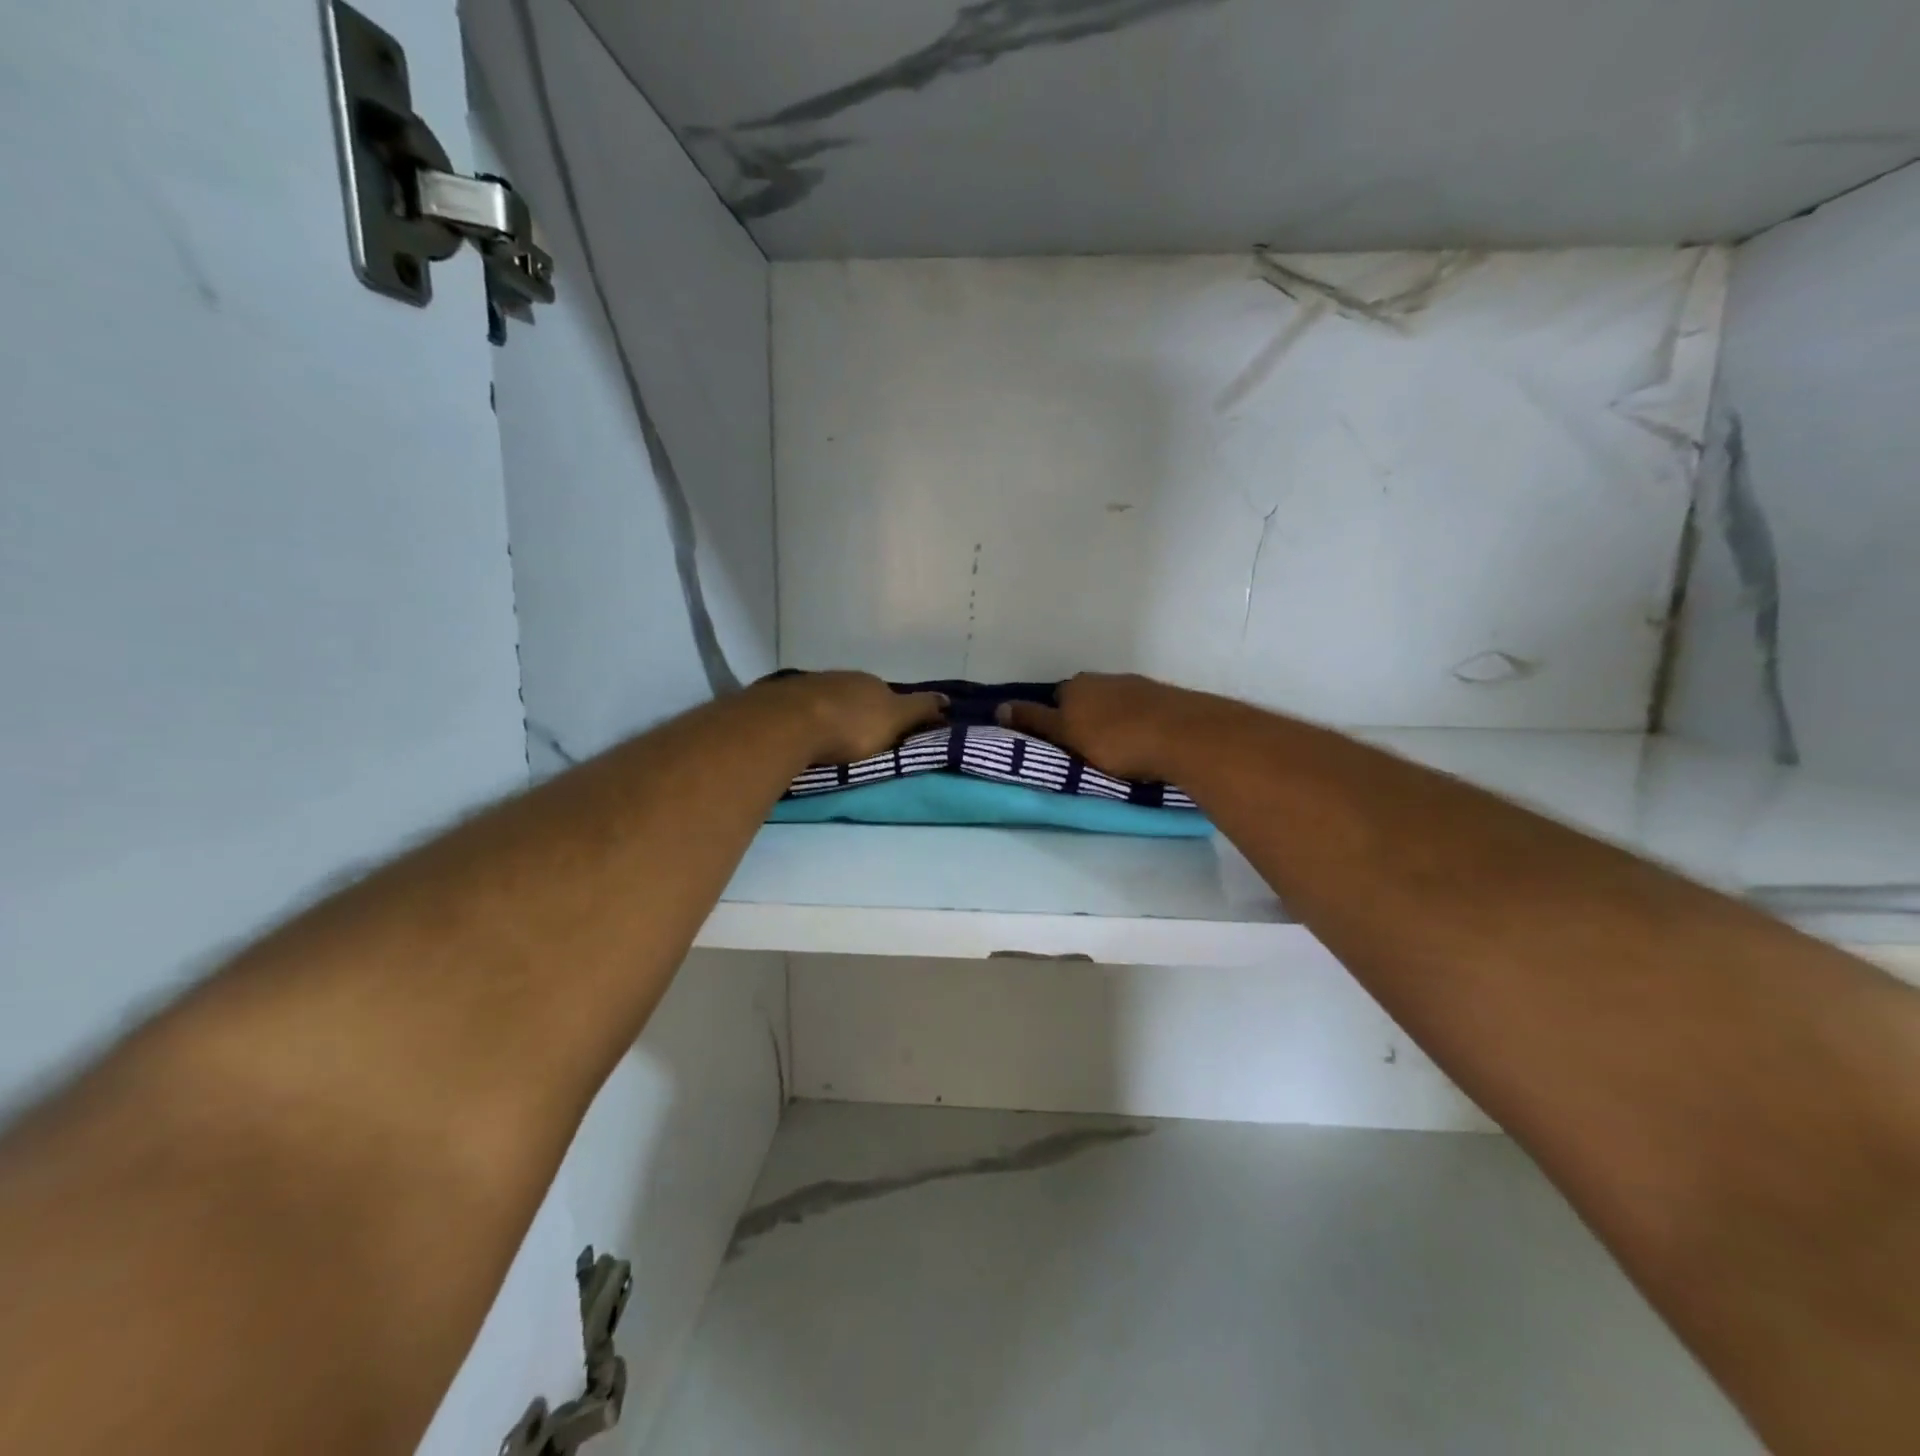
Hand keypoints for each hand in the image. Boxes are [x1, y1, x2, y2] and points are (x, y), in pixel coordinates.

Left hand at [758, 671, 947, 765]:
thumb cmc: (851, 725)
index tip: (888, 734)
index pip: (887, 695)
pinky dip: (804, 718)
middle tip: (858, 739)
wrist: (790, 722)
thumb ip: (920, 710)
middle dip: (858, 712)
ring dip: (830, 714)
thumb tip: (947, 699)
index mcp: (871, 682)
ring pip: (827, 699)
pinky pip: (799, 707)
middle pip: (856, 695)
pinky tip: (801, 732)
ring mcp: (809, 684)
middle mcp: (841, 677)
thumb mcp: (895, 720)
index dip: (891, 714)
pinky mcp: (781, 697)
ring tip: (828, 739)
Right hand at [997, 673, 1194, 781]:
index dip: (1055, 722)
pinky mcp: (1164, 699)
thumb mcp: (1066, 735)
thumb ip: (1034, 722)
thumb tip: (998, 707)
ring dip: (1112, 722)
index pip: (1055, 700)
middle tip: (1087, 751)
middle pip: (1085, 700)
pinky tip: (1143, 742)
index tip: (1062, 745)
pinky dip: (1136, 724)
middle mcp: (1104, 679)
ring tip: (1118, 751)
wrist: (1181, 735)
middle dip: (1084, 720)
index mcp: (1076, 685)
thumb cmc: (1114, 739)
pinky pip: (1140, 711)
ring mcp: (1136, 685)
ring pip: (1113, 704)